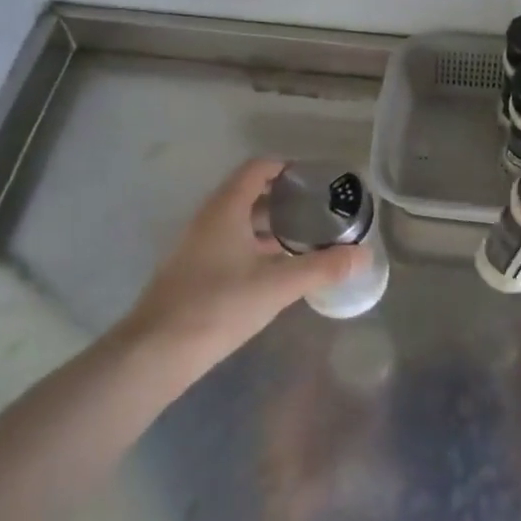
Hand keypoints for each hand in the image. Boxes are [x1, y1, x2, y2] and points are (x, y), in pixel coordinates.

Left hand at [113, 159, 364, 366]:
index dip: (286, 168)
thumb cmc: (219, 305)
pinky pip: (228, 244)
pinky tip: (275, 269)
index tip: (316, 180)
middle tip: (318, 209)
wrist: (156, 352)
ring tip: (304, 237)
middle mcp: (207, 219)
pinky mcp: (192, 271)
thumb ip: (323, 267)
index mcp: (225, 209)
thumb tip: (364, 255)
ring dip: (268, 225)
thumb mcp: (278, 285)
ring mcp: (196, 246)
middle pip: (248, 194)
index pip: (257, 169)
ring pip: (238, 222)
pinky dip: (254, 246)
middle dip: (283, 198)